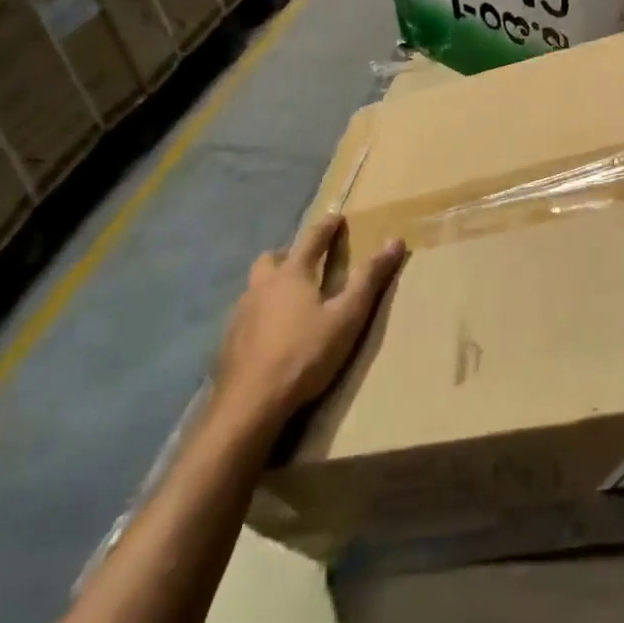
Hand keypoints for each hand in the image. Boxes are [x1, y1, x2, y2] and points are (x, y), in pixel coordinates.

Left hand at [211, 216, 405, 435]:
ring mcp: (240, 315)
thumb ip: (369, 279)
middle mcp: (261, 287)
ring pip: (255, 287)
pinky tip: (271, 334)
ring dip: (271, 285)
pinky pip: (246, 316)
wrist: (249, 404)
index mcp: (292, 275)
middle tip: (306, 262)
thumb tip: (395, 240)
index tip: (335, 217)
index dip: (326, 227)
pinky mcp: (228, 342)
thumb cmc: (305, 354)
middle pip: (271, 259)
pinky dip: (260, 314)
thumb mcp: (347, 316)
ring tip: (289, 300)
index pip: (311, 240)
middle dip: (288, 254)